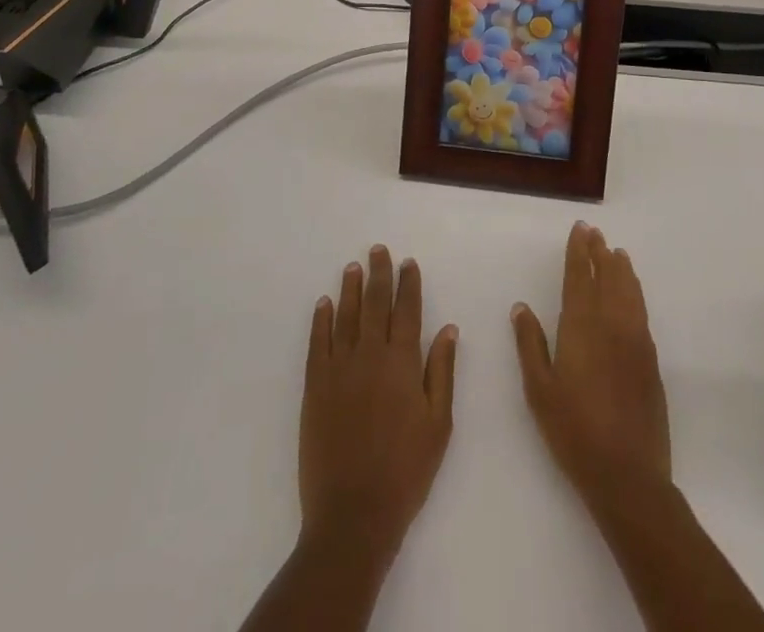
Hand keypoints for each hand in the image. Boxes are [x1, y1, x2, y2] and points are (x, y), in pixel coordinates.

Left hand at [300, 245, 457, 568]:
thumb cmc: (406, 471)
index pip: (407, 311)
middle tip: (378, 250)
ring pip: (346, 316)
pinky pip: (318, 342)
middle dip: (379, 274)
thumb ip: (442, 372)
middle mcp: (370, 354)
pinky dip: (321, 319)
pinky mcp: (315, 386)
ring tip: (353, 267)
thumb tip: (448, 328)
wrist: (354, 513)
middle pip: (375, 303)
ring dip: (350, 288)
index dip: (408, 284)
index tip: (407, 263)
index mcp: (403, 363)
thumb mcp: (439, 424)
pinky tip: (324, 303)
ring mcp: (339, 368)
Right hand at [512, 222, 671, 509]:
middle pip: (607, 277)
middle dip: (600, 253)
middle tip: (595, 233)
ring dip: (621, 269)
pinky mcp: (651, 360)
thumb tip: (521, 307)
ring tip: (617, 253)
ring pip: (629, 292)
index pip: (580, 277)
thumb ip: (530, 344)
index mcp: (581, 327)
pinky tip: (632, 293)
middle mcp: (611, 324)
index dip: (579, 251)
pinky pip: (642, 312)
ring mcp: (635, 341)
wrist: (628, 475)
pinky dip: (636, 292)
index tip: (580, 229)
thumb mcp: (539, 390)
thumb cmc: (574, 431)